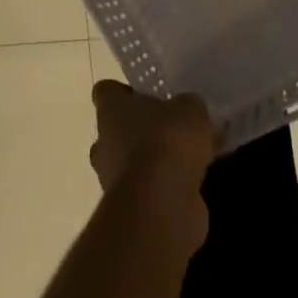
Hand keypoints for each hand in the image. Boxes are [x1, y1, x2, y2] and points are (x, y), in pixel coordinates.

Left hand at [89, 80, 216, 195]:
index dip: (124, 91)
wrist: (161, 202)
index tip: (147, 94)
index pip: (106, 91)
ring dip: (154, 160)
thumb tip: (187, 111)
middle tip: (173, 127)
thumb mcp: (190, 109)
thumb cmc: (167, 141)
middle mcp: (104, 143)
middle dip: (141, 129)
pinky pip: (147, 187)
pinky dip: (164, 185)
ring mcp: (112, 178)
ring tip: (190, 156)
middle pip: (117, 130)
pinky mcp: (129, 206)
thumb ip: (187, 106)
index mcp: (111, 111)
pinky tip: (193, 180)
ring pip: (131, 161)